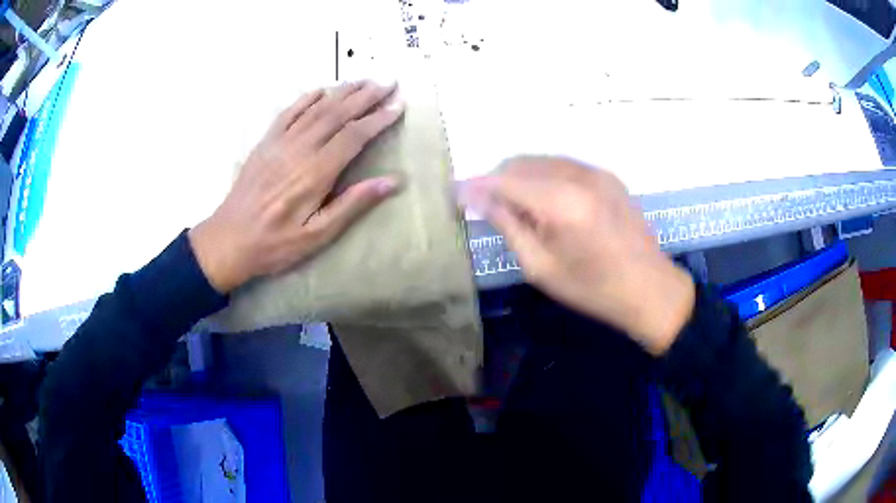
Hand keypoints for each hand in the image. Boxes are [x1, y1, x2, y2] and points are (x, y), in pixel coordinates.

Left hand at [189, 81, 403, 292]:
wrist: (228, 240)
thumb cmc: (275, 244)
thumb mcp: (317, 235)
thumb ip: (352, 204)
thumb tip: (392, 181)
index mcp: (315, 173)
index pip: (354, 136)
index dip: (378, 118)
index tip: (398, 105)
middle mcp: (299, 149)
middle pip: (337, 114)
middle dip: (366, 95)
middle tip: (389, 81)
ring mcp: (279, 143)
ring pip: (316, 108)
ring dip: (342, 92)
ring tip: (364, 80)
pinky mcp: (265, 143)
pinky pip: (288, 113)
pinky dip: (306, 98)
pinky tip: (321, 90)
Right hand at [461, 157, 694, 355]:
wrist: (649, 288)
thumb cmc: (592, 288)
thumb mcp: (541, 267)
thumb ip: (507, 225)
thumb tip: (476, 197)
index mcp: (561, 203)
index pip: (505, 180)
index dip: (477, 185)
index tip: (456, 194)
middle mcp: (578, 176)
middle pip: (521, 163)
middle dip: (498, 180)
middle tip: (487, 206)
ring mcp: (596, 172)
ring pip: (542, 160)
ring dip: (520, 176)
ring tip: (516, 206)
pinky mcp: (607, 175)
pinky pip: (563, 165)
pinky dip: (544, 176)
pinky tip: (545, 201)